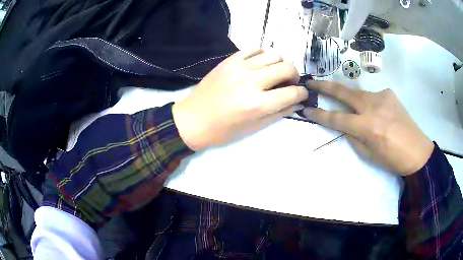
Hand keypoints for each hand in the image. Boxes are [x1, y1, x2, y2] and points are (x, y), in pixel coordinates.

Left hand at [173, 49, 308, 150]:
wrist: (192, 120)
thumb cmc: (222, 131)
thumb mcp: (253, 128)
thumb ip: (278, 114)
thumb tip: (296, 103)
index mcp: (257, 104)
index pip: (291, 93)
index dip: (302, 93)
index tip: (302, 94)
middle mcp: (251, 82)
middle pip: (286, 68)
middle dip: (295, 75)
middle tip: (290, 83)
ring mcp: (239, 68)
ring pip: (273, 54)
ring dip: (281, 63)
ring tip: (276, 72)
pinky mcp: (229, 61)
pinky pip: (254, 49)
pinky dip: (263, 54)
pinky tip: (262, 64)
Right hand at [303, 81, 433, 175]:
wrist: (417, 151)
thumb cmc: (392, 159)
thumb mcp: (369, 154)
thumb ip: (354, 137)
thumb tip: (346, 125)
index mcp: (367, 127)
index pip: (336, 118)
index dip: (319, 114)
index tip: (306, 109)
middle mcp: (372, 106)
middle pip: (343, 92)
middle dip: (325, 86)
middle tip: (312, 82)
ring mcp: (382, 96)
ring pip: (359, 94)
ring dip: (354, 101)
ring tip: (361, 113)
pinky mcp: (389, 93)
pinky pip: (374, 96)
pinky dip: (371, 104)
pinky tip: (380, 113)